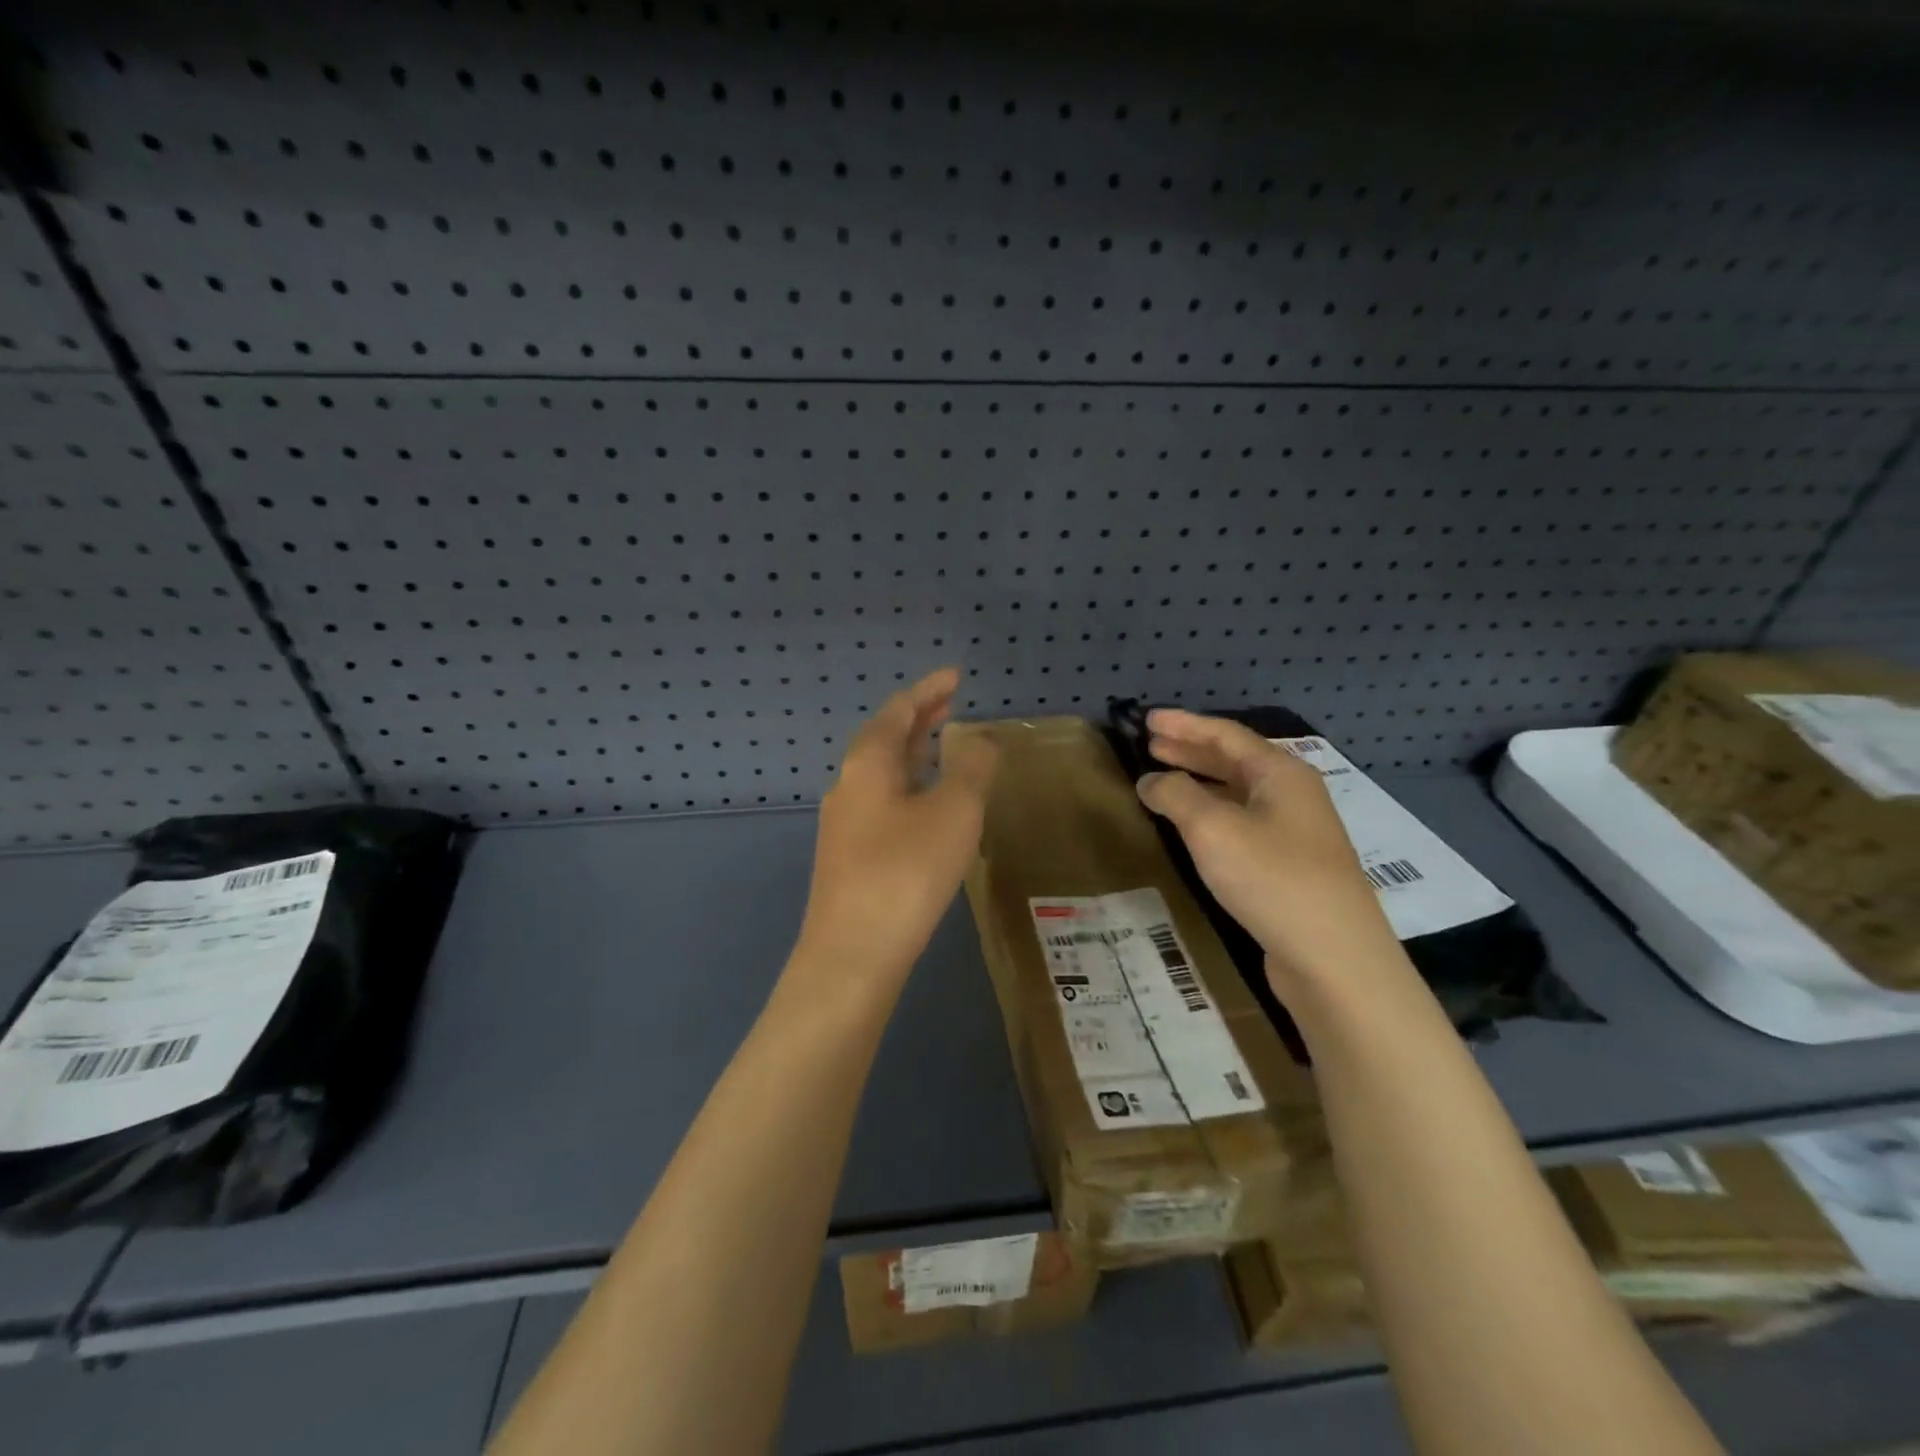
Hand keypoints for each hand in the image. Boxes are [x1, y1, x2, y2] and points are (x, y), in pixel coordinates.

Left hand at [796, 668, 999, 980]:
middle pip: (885, 739)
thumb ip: (972, 769)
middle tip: (951, 704)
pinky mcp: (850, 857)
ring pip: (882, 774)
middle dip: (919, 719)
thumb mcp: (953, 813)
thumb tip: (982, 741)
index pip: (899, 710)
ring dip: (913, 754)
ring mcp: (844, 823)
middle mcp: (848, 786)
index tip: (955, 676)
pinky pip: (883, 803)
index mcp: (867, 763)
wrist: (853, 954)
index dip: (929, 690)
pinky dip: (909, 788)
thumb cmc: (905, 871)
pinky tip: (927, 807)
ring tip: (942, 747)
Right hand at [1135, 708, 1401, 984]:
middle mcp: (1293, 795)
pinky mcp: (1291, 867)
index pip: (1225, 734)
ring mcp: (1296, 833)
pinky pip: (1244, 824)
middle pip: (1235, 761)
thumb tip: (1151, 780)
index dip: (1184, 724)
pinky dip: (1213, 814)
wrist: (1335, 958)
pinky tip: (1194, 828)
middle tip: (1151, 745)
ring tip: (1164, 781)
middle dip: (1191, 751)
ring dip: (1201, 783)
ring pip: (1240, 794)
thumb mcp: (1213, 829)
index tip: (1148, 719)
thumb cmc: (1272, 878)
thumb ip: (1176, 795)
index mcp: (1280, 774)